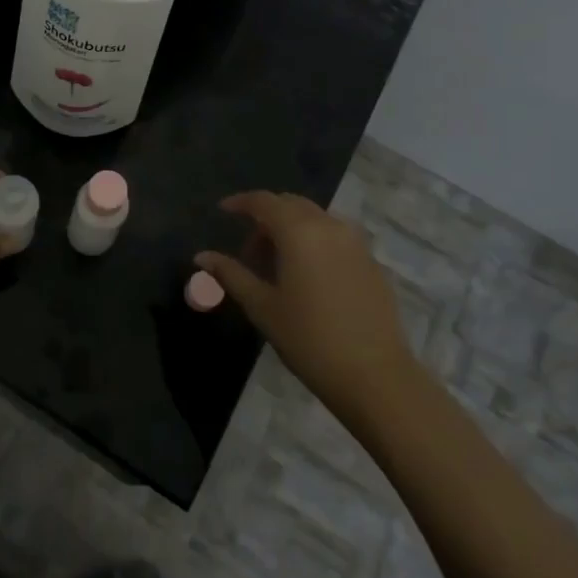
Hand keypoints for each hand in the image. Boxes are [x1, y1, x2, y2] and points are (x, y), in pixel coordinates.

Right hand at [197, 191, 424, 431]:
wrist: (375, 376)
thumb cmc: (309, 339)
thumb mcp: (262, 306)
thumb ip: (231, 274)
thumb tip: (201, 256)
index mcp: (299, 231)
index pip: (264, 201)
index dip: (240, 203)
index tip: (223, 211)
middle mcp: (329, 225)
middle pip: (291, 205)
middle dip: (266, 218)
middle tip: (249, 251)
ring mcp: (355, 242)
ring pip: (315, 219)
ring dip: (291, 229)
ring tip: (277, 266)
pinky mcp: (371, 261)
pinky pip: (335, 236)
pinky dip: (314, 241)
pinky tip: (307, 276)